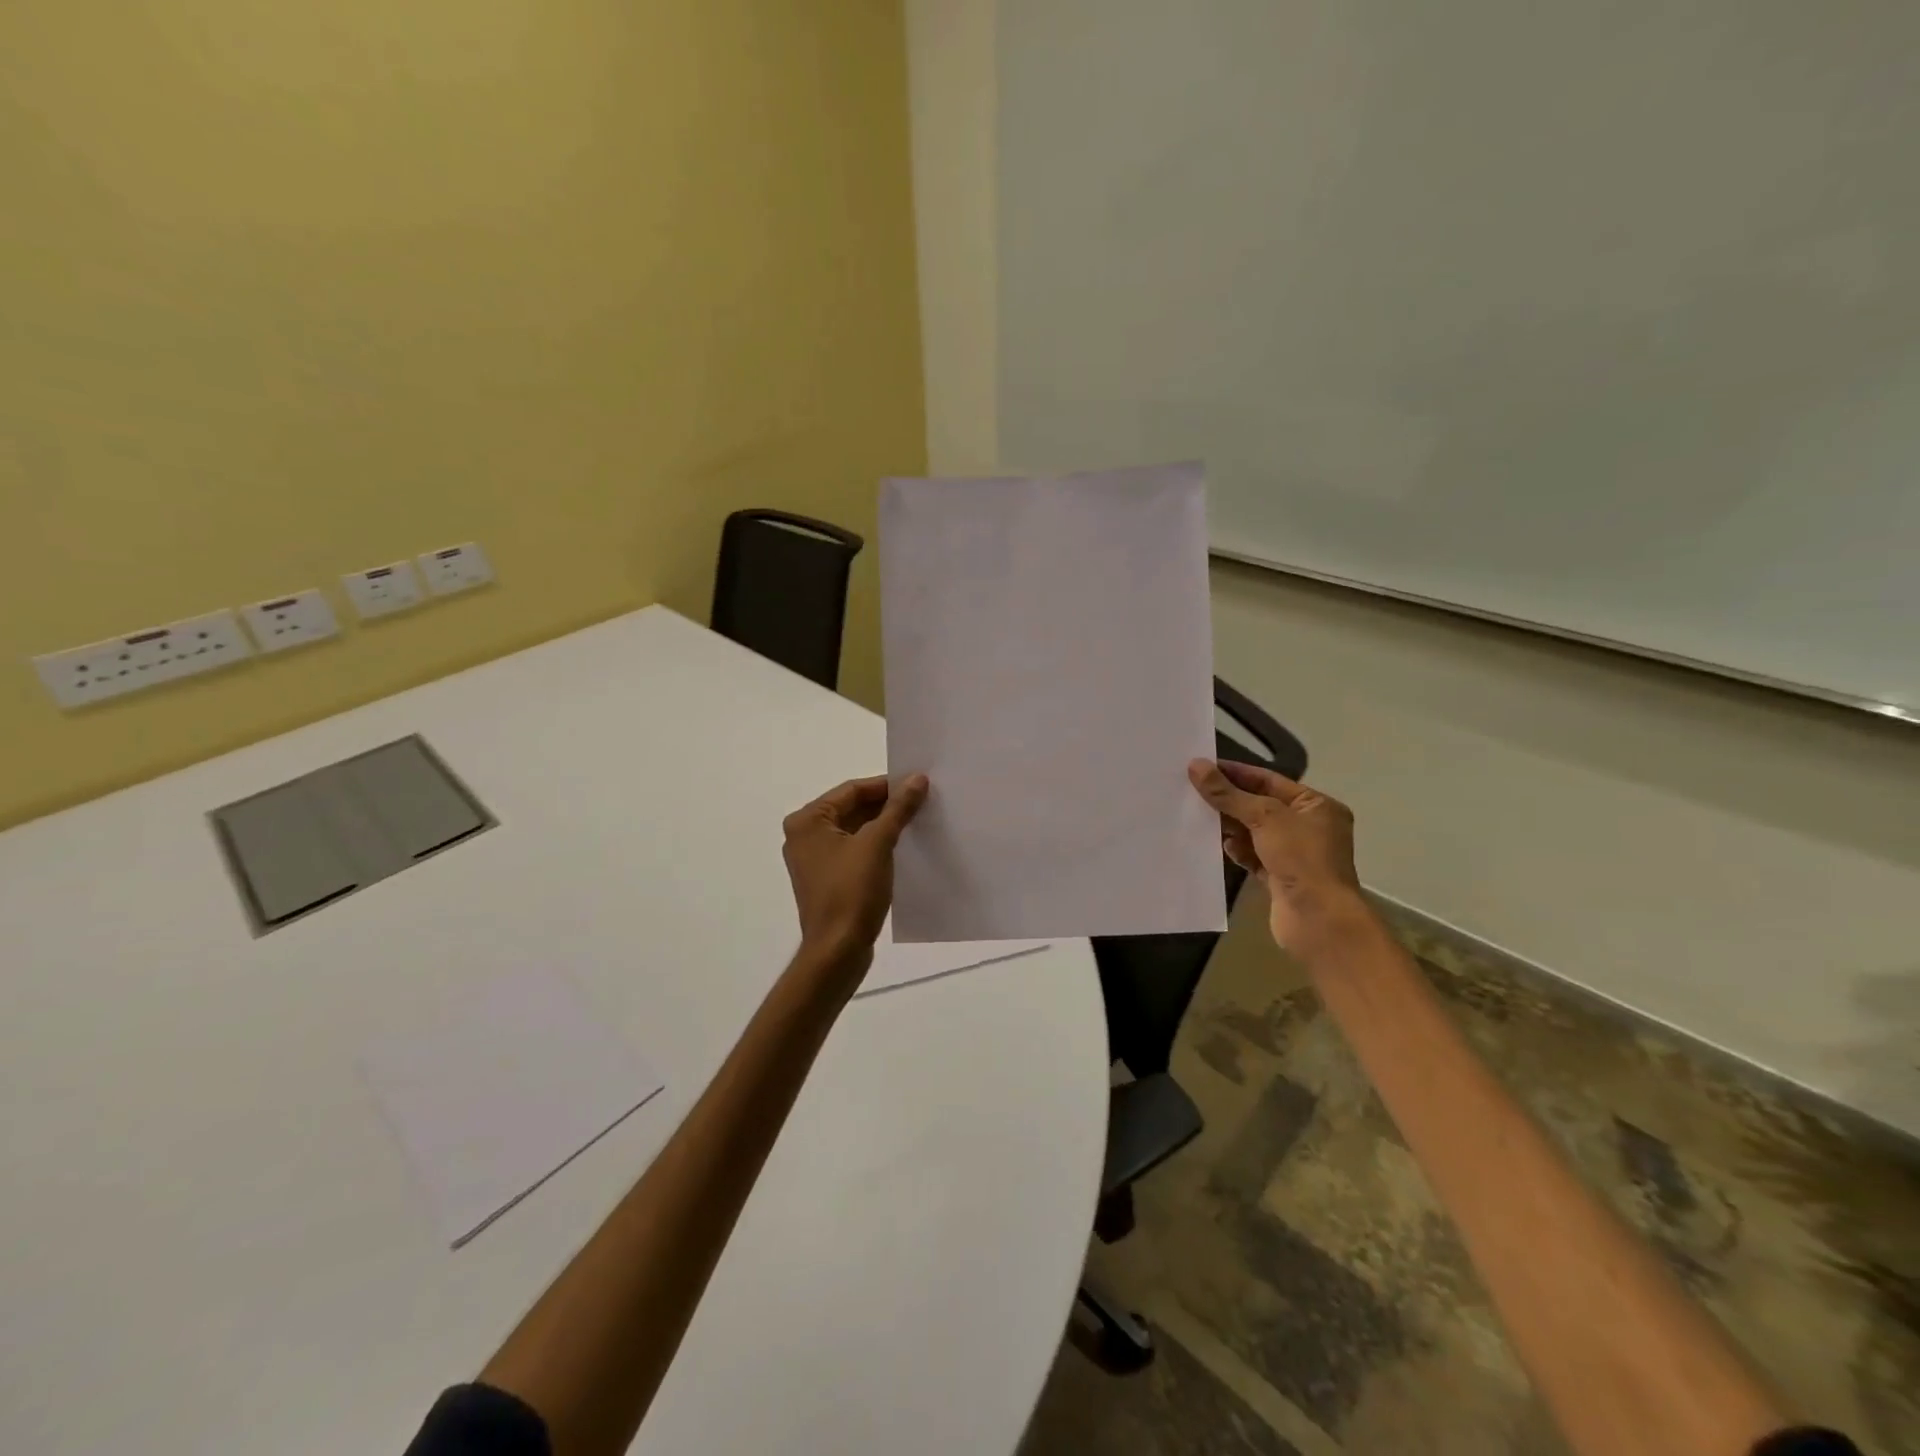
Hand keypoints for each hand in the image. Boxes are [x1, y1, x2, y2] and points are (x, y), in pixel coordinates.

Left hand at [782, 773, 928, 972]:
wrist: (837, 952)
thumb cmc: (851, 892)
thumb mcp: (878, 844)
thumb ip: (898, 808)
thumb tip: (918, 779)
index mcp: (808, 821)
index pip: (852, 790)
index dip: (887, 785)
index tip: (919, 784)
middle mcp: (805, 836)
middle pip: (852, 808)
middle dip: (887, 805)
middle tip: (923, 801)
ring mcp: (815, 860)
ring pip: (855, 830)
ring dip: (884, 825)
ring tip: (919, 821)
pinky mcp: (828, 880)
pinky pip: (855, 851)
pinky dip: (877, 846)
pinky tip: (904, 847)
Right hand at [1188, 759, 1369, 954]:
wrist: (1318, 920)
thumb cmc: (1300, 859)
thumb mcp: (1264, 818)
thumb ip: (1228, 793)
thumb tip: (1196, 766)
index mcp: (1316, 805)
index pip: (1269, 780)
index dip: (1235, 773)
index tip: (1201, 767)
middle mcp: (1308, 827)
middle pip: (1259, 805)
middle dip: (1229, 800)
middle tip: (1191, 791)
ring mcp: (1294, 855)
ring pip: (1253, 832)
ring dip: (1229, 826)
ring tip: (1198, 816)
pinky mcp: (1279, 878)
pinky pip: (1252, 856)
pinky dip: (1236, 850)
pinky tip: (1218, 846)